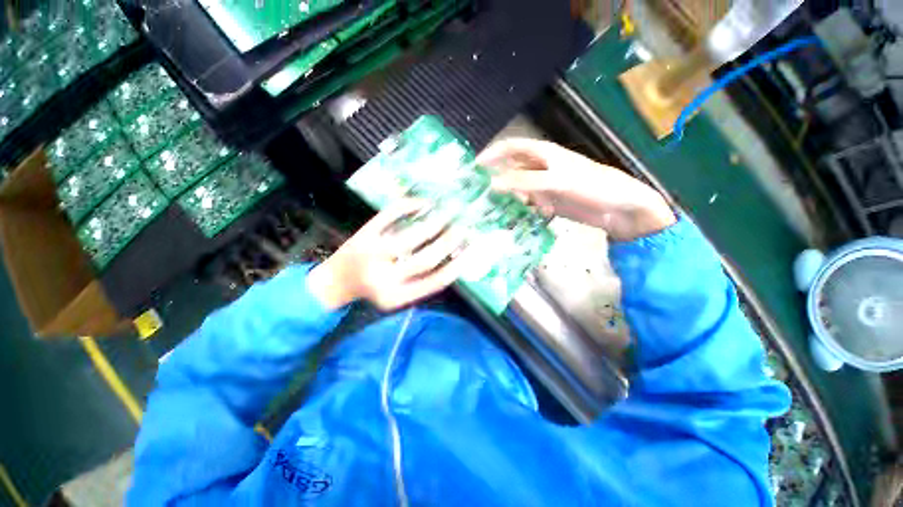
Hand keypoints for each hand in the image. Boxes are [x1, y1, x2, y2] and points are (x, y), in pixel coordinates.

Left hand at [307, 199, 469, 310]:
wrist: (335, 281)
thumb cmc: (372, 290)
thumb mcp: (398, 296)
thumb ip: (423, 283)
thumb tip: (452, 259)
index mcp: (395, 296)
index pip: (434, 282)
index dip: (456, 266)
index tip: (471, 251)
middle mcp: (383, 277)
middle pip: (426, 258)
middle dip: (449, 242)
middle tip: (464, 229)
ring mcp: (372, 252)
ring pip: (411, 235)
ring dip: (435, 223)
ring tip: (449, 214)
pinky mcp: (364, 233)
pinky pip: (390, 214)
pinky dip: (409, 205)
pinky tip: (425, 203)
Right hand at [477, 139, 675, 240]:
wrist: (621, 209)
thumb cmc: (593, 186)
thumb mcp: (556, 182)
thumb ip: (524, 182)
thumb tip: (492, 184)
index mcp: (544, 154)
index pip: (511, 148)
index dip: (492, 154)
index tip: (474, 168)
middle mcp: (542, 167)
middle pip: (513, 169)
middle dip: (498, 178)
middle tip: (481, 194)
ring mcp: (546, 185)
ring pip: (520, 188)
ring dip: (513, 197)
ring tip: (505, 208)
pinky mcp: (551, 202)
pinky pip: (531, 203)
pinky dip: (527, 209)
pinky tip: (530, 215)